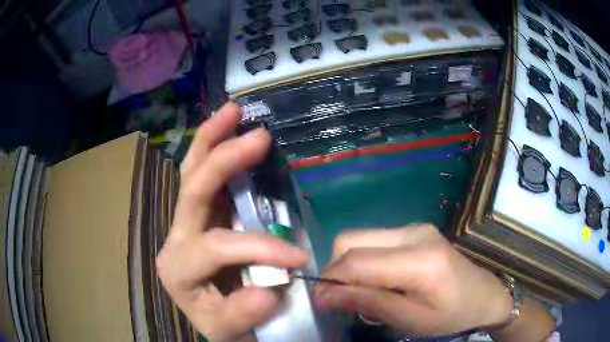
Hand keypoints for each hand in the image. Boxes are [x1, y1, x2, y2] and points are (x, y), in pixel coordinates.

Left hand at [156, 103, 308, 341]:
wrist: (219, 319)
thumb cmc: (224, 323)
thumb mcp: (229, 330)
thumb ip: (241, 315)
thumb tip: (266, 291)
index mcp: (178, 269)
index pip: (216, 247)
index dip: (259, 249)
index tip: (299, 259)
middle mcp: (176, 239)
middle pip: (192, 191)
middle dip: (224, 161)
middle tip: (258, 135)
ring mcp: (186, 222)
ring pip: (192, 172)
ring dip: (211, 139)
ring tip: (232, 111)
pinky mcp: (200, 215)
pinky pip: (201, 174)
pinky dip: (213, 149)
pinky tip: (226, 128)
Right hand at [314, 224, 512, 336]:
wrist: (483, 294)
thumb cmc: (451, 315)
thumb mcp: (410, 320)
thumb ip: (369, 303)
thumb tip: (325, 295)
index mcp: (420, 259)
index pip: (358, 261)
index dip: (330, 280)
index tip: (319, 301)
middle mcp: (414, 232)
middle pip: (351, 240)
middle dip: (335, 269)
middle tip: (339, 298)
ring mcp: (414, 227)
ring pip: (359, 237)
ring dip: (348, 265)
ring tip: (360, 291)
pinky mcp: (413, 230)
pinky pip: (373, 241)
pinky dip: (363, 261)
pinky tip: (376, 280)